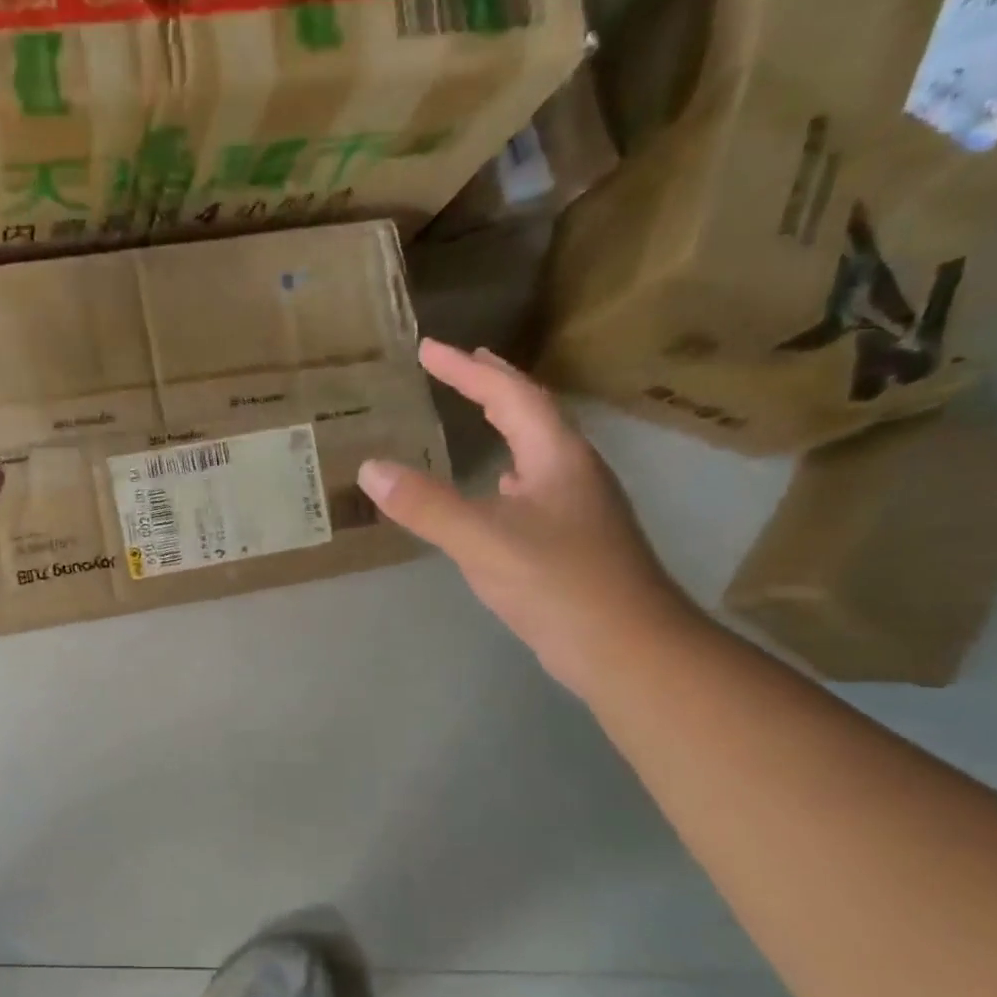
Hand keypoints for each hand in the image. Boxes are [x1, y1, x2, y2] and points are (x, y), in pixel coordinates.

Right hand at [357, 339, 698, 696]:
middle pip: (532, 415)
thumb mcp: (484, 540)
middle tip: (459, 366)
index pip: (511, 395)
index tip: (429, 348)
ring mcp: (577, 509)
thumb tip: (370, 469)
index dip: (468, 370)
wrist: (626, 648)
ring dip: (506, 428)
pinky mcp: (572, 543)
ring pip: (536, 452)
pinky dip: (509, 477)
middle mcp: (573, 473)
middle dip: (493, 386)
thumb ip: (427, 505)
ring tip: (478, 417)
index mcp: (558, 457)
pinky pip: (534, 490)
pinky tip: (498, 492)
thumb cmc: (559, 583)